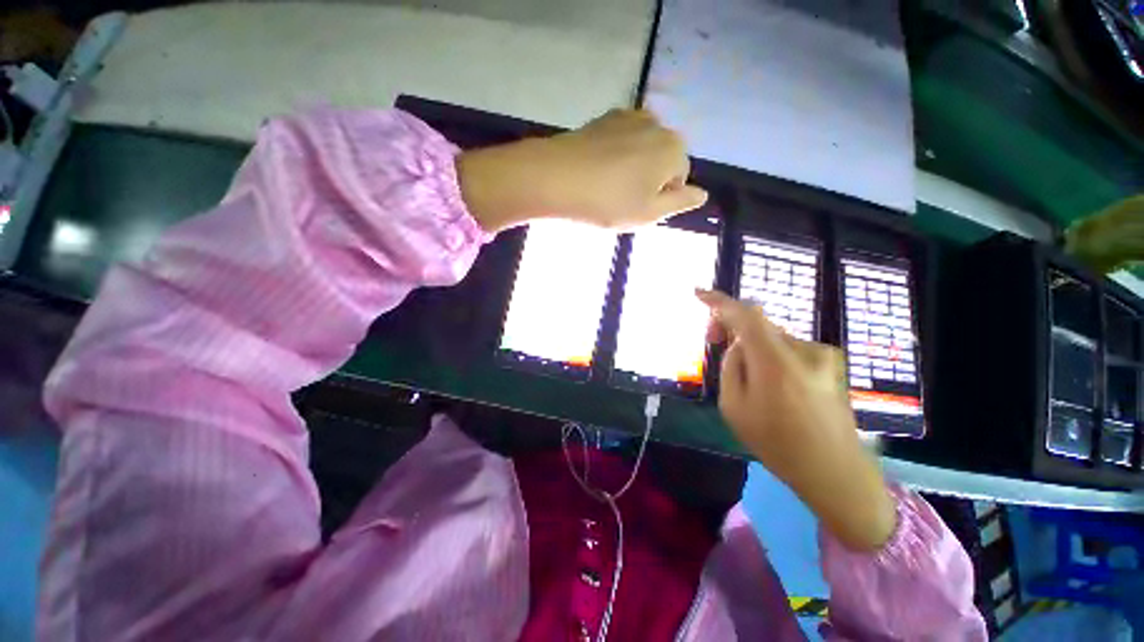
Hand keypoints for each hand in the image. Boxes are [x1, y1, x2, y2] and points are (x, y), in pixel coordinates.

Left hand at [456, 109, 707, 231]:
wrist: (555, 178)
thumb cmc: (607, 202)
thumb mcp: (649, 213)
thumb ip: (680, 203)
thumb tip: (702, 194)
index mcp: (673, 148)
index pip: (680, 177)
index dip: (661, 197)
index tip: (638, 208)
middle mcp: (657, 124)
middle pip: (662, 159)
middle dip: (648, 180)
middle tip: (622, 200)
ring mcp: (628, 117)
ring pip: (641, 150)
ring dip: (631, 168)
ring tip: (608, 187)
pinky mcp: (603, 118)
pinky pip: (620, 142)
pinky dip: (614, 157)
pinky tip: (596, 172)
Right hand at [696, 289, 896, 551]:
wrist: (835, 471)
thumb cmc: (777, 444)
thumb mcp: (734, 407)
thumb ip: (731, 366)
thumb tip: (737, 344)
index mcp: (775, 362)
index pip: (745, 315)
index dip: (720, 301)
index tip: (699, 294)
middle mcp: (803, 350)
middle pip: (758, 323)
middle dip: (732, 326)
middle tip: (714, 340)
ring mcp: (822, 355)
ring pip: (773, 337)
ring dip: (753, 345)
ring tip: (747, 374)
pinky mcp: (831, 363)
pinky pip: (789, 347)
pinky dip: (771, 354)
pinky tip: (773, 382)